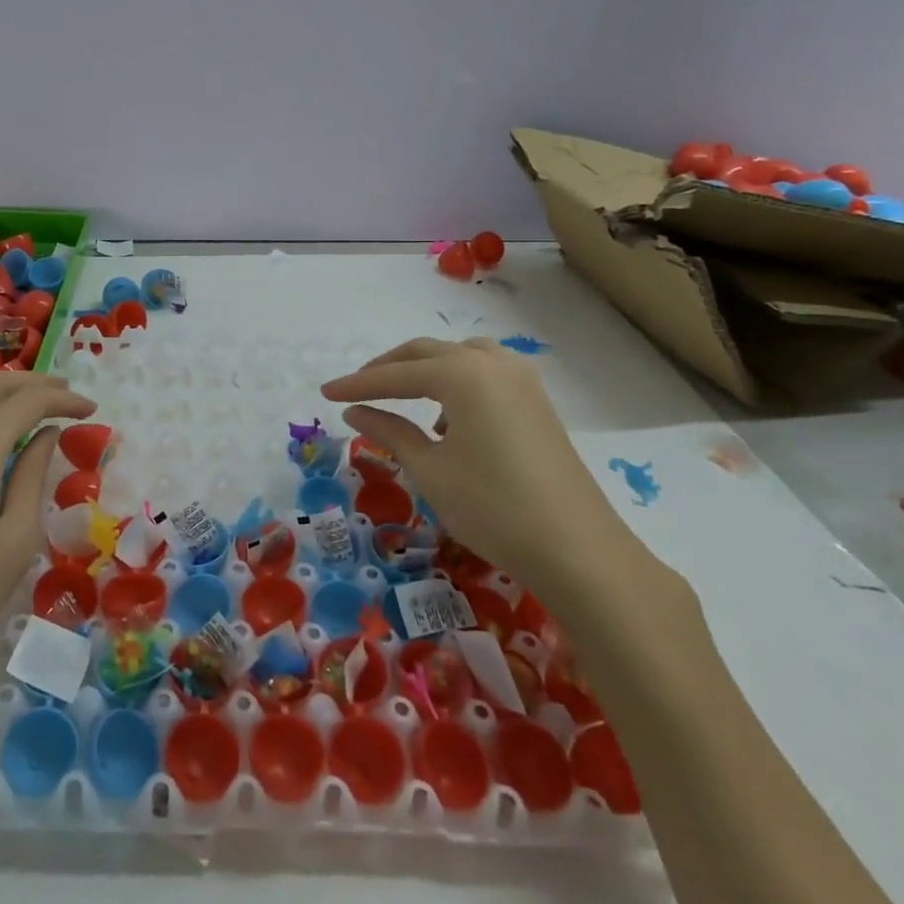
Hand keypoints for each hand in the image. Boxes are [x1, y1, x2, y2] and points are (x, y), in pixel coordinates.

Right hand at [321, 337, 647, 610]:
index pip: (396, 374)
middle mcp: (492, 363)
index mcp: (462, 374)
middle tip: (356, 390)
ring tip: (403, 401)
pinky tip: (450, 421)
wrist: (578, 550)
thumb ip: (389, 432)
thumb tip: (354, 412)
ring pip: (459, 357)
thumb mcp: (430, 469)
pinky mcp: (537, 402)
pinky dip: (457, 383)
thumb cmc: (492, 508)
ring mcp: (521, 380)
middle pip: (427, 353)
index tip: (325, 393)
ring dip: (425, 371)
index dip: (357, 384)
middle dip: (388, 369)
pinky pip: (485, 374)